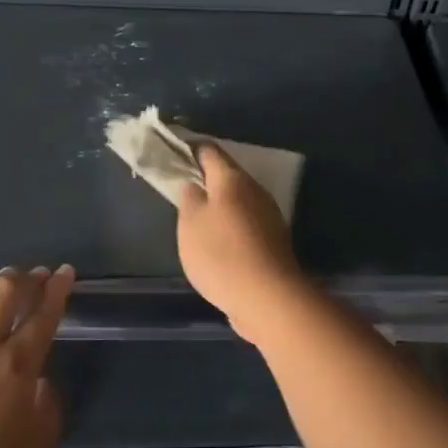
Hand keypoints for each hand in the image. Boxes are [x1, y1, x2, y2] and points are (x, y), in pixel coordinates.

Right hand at [176, 144, 309, 343]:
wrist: (269, 297)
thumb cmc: (221, 254)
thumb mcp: (190, 223)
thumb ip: (189, 198)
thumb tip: (194, 185)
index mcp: (232, 179)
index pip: (209, 151)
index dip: (190, 150)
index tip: (173, 155)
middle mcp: (255, 190)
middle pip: (227, 175)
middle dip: (205, 180)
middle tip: (183, 191)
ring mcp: (268, 215)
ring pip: (238, 200)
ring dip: (220, 205)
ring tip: (198, 220)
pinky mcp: (274, 240)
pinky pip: (247, 223)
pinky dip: (232, 226)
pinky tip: (220, 244)